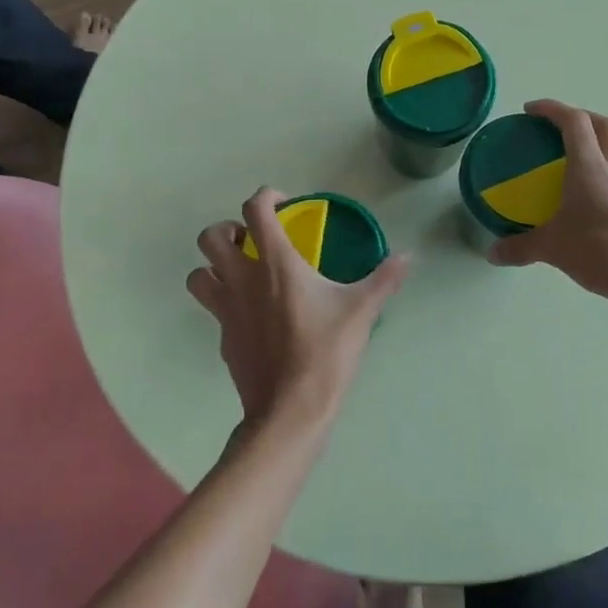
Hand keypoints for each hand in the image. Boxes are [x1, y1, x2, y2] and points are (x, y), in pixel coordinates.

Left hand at [187, 188, 409, 430]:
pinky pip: (214, 309)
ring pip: (198, 274)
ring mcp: (226, 310)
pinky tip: (253, 315)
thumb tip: (409, 257)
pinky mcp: (223, 338)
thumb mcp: (361, 311)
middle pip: (210, 237)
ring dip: (213, 266)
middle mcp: (241, 279)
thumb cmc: (325, 352)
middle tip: (252, 240)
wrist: (290, 410)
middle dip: (227, 230)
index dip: (266, 197)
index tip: (283, 204)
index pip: (255, 209)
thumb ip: (384, 279)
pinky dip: (226, 302)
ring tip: (240, 272)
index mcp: (274, 263)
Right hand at [488, 100, 607, 303]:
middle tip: (556, 130)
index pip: (574, 121)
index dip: (552, 109)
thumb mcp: (553, 249)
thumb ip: (520, 248)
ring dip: (594, 144)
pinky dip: (600, 173)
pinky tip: (583, 198)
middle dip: (581, 118)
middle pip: (605, 125)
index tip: (529, 110)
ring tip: (567, 163)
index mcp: (591, 167)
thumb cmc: (604, 250)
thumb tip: (492, 253)